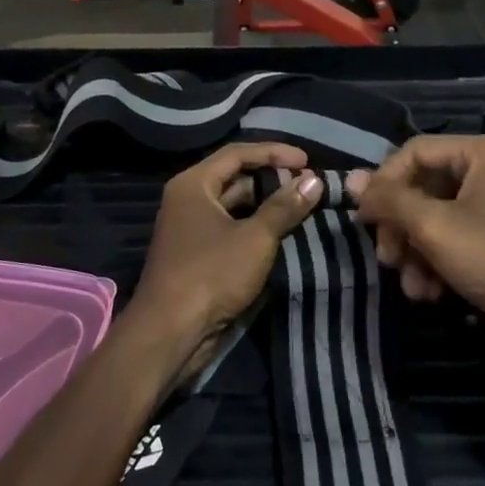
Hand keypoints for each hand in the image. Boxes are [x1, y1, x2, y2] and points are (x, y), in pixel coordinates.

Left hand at [129, 144, 324, 375]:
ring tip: (303, 207)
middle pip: (235, 177)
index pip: (238, 154)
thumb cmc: (211, 274)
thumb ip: (284, 207)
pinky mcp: (198, 254)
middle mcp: (189, 199)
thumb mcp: (255, 238)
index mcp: (194, 184)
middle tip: (309, 185)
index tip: (307, 161)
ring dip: (267, 205)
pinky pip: (231, 229)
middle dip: (273, 180)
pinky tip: (283, 233)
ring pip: (235, 206)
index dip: (274, 153)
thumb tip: (314, 180)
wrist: (170, 332)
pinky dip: (256, 227)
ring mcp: (191, 228)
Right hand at [349, 136, 484, 365]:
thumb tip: (350, 180)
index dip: (384, 184)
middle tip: (387, 259)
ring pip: (433, 218)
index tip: (366, 221)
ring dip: (415, 253)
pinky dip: (436, 264)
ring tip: (412, 286)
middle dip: (401, 228)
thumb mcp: (434, 227)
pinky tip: (430, 293)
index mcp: (482, 152)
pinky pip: (453, 240)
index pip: (414, 152)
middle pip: (422, 187)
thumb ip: (390, 200)